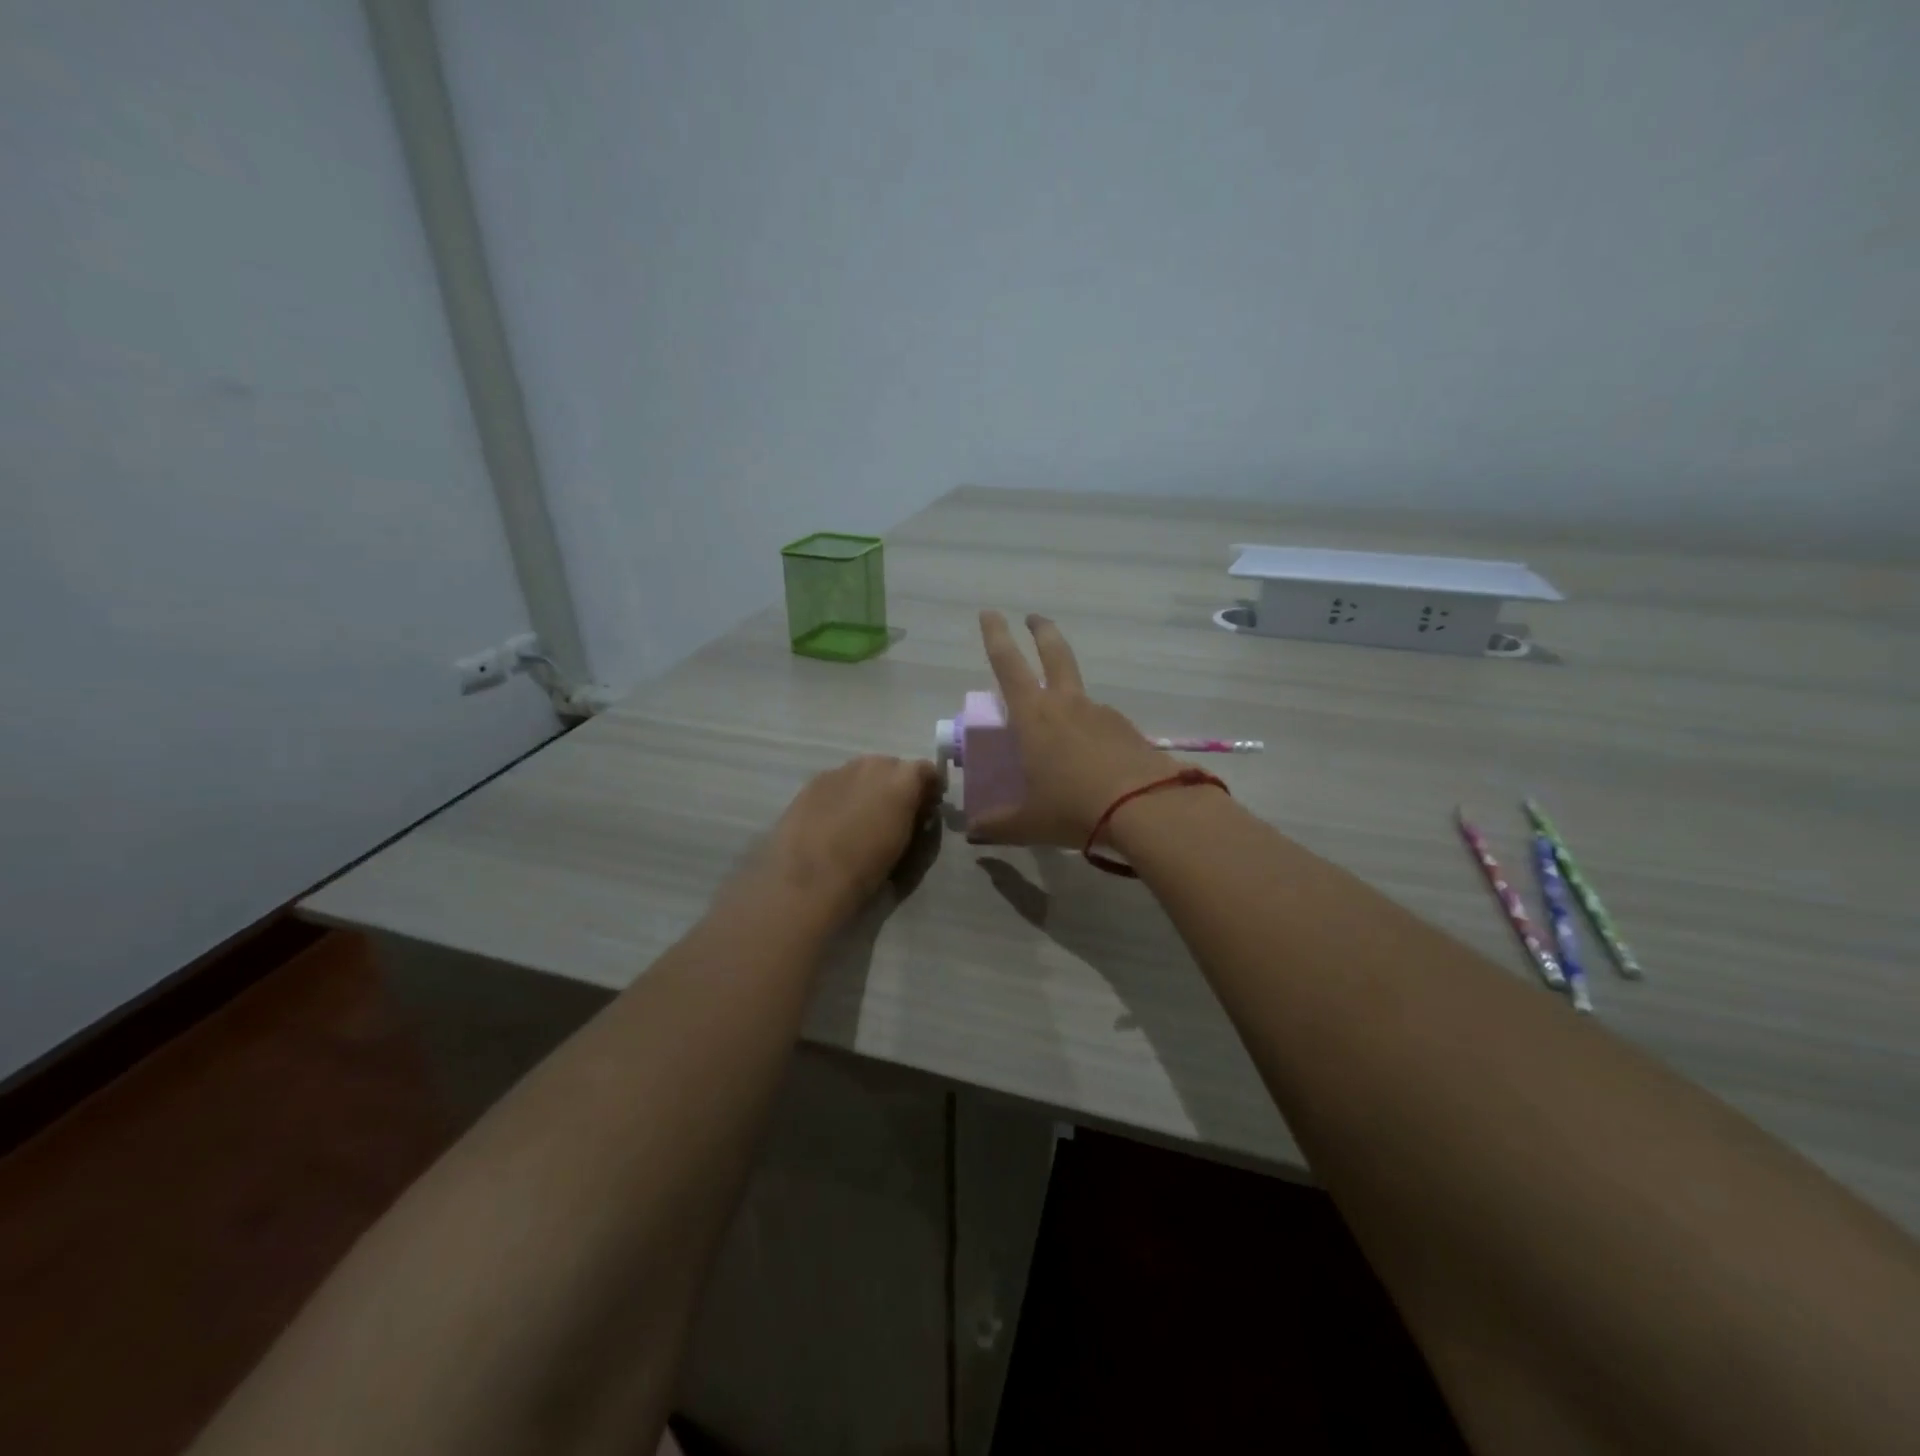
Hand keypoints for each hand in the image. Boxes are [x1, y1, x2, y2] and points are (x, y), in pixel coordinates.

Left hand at [760, 754, 940, 926]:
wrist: (808, 881)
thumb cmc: (867, 871)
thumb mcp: (910, 852)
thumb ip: (919, 824)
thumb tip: (920, 814)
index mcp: (902, 780)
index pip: (927, 771)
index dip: (929, 790)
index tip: (927, 810)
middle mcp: (872, 765)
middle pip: (893, 767)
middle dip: (897, 787)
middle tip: (893, 816)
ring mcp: (838, 771)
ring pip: (863, 773)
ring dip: (868, 790)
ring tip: (860, 820)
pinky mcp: (811, 784)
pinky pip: (837, 783)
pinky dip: (842, 796)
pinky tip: (833, 822)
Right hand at [974, 611, 1179, 845]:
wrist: (1146, 809)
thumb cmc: (1073, 808)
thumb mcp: (1028, 823)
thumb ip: (996, 826)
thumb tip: (973, 833)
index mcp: (1033, 717)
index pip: (1007, 664)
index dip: (995, 636)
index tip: (990, 612)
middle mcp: (1066, 705)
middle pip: (1054, 653)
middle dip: (1041, 631)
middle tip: (1034, 618)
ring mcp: (1101, 714)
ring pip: (1078, 691)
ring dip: (1066, 692)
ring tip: (1058, 726)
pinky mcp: (1127, 729)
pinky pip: (1100, 722)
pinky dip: (1090, 730)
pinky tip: (1091, 758)